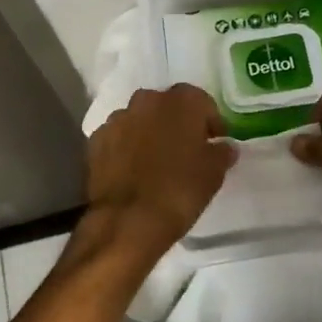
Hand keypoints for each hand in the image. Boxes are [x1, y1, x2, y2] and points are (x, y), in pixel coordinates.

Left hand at [86, 85, 237, 250]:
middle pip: (167, 106)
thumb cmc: (180, 191)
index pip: (201, 102)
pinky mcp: (96, 140)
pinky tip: (133, 170)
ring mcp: (118, 118)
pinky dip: (126, 147)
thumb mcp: (214, 173)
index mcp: (181, 102)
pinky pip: (118, 137)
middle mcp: (147, 101)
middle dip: (177, 122)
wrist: (128, 220)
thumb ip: (221, 152)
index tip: (215, 141)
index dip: (209, 121)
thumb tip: (224, 146)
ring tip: (156, 161)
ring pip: (140, 120)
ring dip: (149, 133)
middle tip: (186, 149)